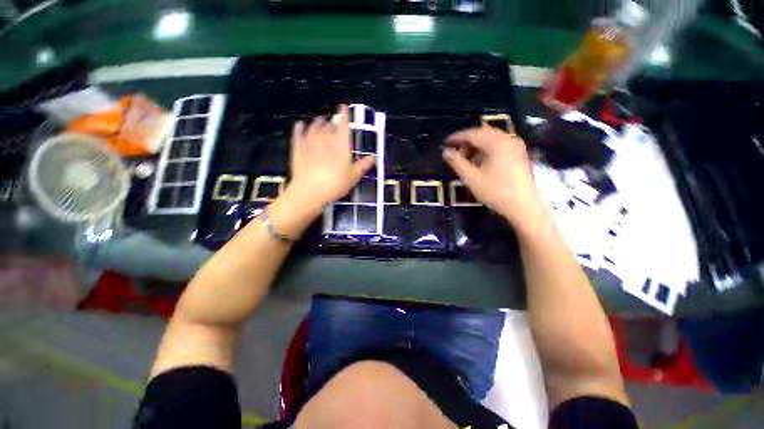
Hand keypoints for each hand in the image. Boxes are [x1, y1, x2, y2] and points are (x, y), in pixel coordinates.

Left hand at [287, 105, 375, 211]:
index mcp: (341, 143)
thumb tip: (374, 157)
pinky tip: (301, 125)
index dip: (344, 114)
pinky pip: (298, 133)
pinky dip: (300, 127)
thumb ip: (363, 165)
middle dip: (332, 121)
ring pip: (314, 126)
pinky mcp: (297, 147)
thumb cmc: (336, 183)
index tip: (344, 107)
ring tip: (320, 123)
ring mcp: (310, 141)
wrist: (310, 190)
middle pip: (329, 124)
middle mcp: (325, 137)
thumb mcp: (354, 176)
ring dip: (318, 123)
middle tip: (333, 123)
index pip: (344, 124)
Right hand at [442, 125, 542, 226]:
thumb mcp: (472, 178)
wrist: (523, 206)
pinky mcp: (518, 154)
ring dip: (477, 144)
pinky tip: (480, 159)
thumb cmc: (495, 192)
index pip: (473, 134)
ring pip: (491, 138)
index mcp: (497, 143)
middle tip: (455, 151)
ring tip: (466, 157)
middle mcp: (508, 139)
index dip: (457, 137)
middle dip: (467, 140)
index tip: (446, 142)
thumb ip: (457, 162)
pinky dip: (486, 148)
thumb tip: (445, 152)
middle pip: (483, 133)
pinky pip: (499, 144)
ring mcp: (515, 146)